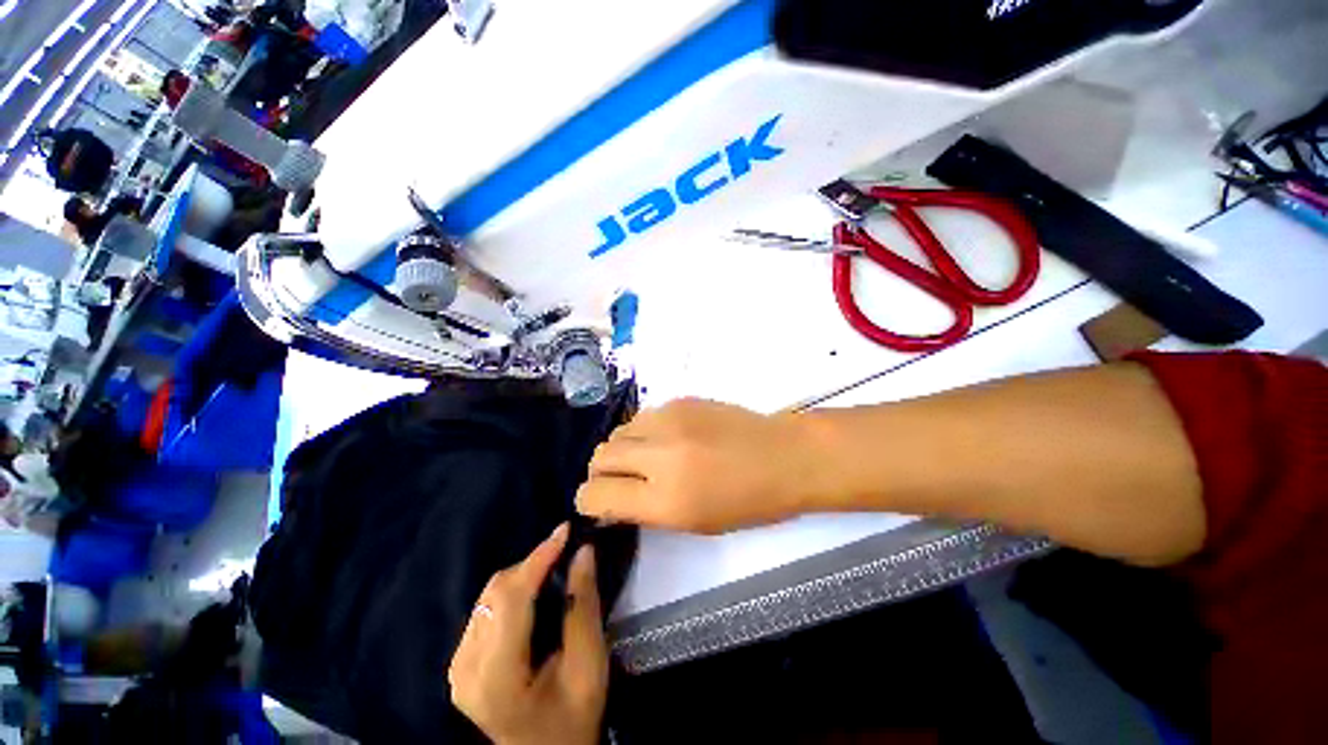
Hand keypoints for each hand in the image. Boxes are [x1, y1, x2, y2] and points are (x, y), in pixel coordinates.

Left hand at [449, 524, 607, 744]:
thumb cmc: (573, 716)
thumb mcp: (589, 664)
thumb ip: (584, 606)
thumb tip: (583, 551)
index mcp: (496, 677)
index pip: (512, 598)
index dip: (539, 558)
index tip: (566, 529)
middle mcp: (466, 668)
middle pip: (496, 593)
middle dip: (533, 563)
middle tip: (566, 548)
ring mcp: (457, 667)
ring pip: (489, 596)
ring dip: (524, 574)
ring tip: (554, 566)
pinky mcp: (459, 663)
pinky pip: (486, 608)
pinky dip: (513, 591)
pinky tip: (534, 591)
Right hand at [576, 399, 819, 533]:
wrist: (782, 455)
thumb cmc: (746, 501)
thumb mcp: (693, 522)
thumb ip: (644, 509)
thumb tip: (610, 500)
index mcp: (666, 499)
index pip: (596, 494)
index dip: (588, 502)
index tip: (596, 503)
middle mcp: (660, 455)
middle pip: (599, 457)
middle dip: (600, 473)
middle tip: (618, 481)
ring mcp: (669, 420)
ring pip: (617, 432)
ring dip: (621, 449)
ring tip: (643, 459)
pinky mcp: (679, 400)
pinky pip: (642, 417)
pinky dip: (643, 432)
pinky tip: (665, 440)